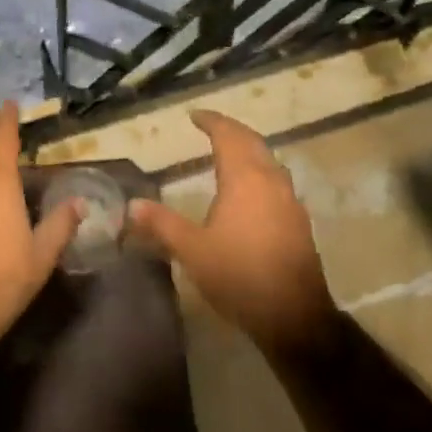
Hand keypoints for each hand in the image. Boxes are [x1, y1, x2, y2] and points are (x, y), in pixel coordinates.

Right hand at [128, 109, 336, 354]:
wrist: (294, 316)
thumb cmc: (239, 275)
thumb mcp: (192, 250)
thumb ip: (162, 223)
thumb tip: (132, 204)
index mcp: (244, 178)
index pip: (228, 135)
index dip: (211, 121)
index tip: (195, 115)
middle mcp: (270, 180)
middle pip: (251, 141)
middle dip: (231, 130)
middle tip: (210, 127)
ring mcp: (289, 200)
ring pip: (268, 160)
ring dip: (248, 149)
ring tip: (229, 153)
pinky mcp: (299, 221)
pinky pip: (277, 181)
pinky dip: (260, 171)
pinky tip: (251, 190)